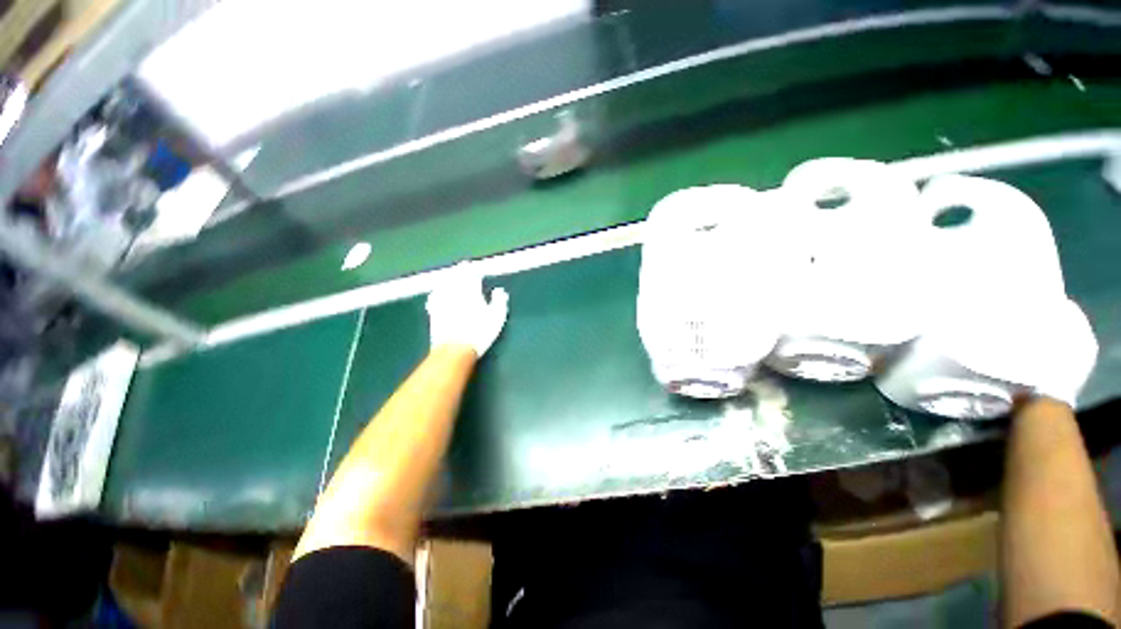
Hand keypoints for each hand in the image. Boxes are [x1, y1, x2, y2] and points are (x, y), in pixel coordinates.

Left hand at [426, 263, 509, 357]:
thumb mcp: (497, 319)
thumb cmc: (479, 333)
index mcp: (471, 291)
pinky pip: (433, 297)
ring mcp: (442, 301)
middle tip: (460, 267)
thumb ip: (499, 302)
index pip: (471, 275)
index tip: (472, 268)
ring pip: (443, 284)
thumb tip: (499, 291)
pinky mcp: (433, 311)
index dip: (471, 271)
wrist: (454, 348)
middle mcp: (455, 292)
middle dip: (458, 271)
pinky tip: (435, 293)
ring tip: (449, 276)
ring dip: (447, 279)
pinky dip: (436, 292)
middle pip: (455, 277)